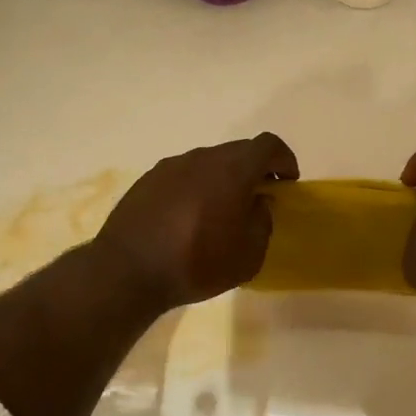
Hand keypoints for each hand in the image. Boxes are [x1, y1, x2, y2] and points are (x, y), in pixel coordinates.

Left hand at [94, 134, 299, 310]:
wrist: (127, 270)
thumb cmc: (196, 263)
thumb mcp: (248, 256)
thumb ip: (262, 222)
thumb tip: (259, 202)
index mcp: (231, 170)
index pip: (267, 145)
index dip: (284, 159)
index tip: (287, 182)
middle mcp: (201, 158)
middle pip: (237, 151)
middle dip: (254, 169)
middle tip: (259, 198)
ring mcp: (171, 166)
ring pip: (208, 162)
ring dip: (223, 178)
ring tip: (222, 211)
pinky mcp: (148, 180)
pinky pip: (183, 175)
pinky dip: (196, 187)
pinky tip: (190, 217)